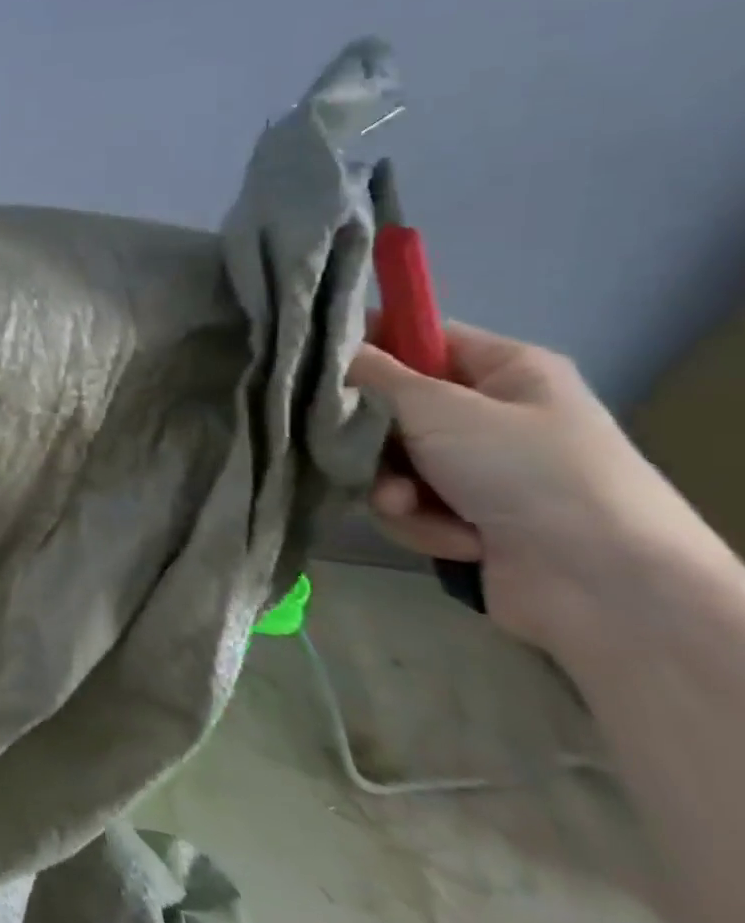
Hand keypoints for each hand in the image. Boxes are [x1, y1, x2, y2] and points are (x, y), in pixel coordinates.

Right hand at [348, 320, 725, 658]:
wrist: (604, 585)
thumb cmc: (525, 470)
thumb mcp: (439, 408)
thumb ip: (374, 374)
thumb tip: (331, 349)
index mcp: (506, 370)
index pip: (419, 337)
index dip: (367, 345)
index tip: (318, 363)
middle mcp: (492, 414)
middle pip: (394, 407)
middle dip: (372, 437)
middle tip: (359, 448)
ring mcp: (481, 469)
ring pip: (392, 461)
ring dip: (391, 487)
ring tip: (409, 505)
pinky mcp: (468, 516)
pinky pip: (410, 505)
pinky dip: (419, 522)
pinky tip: (450, 537)